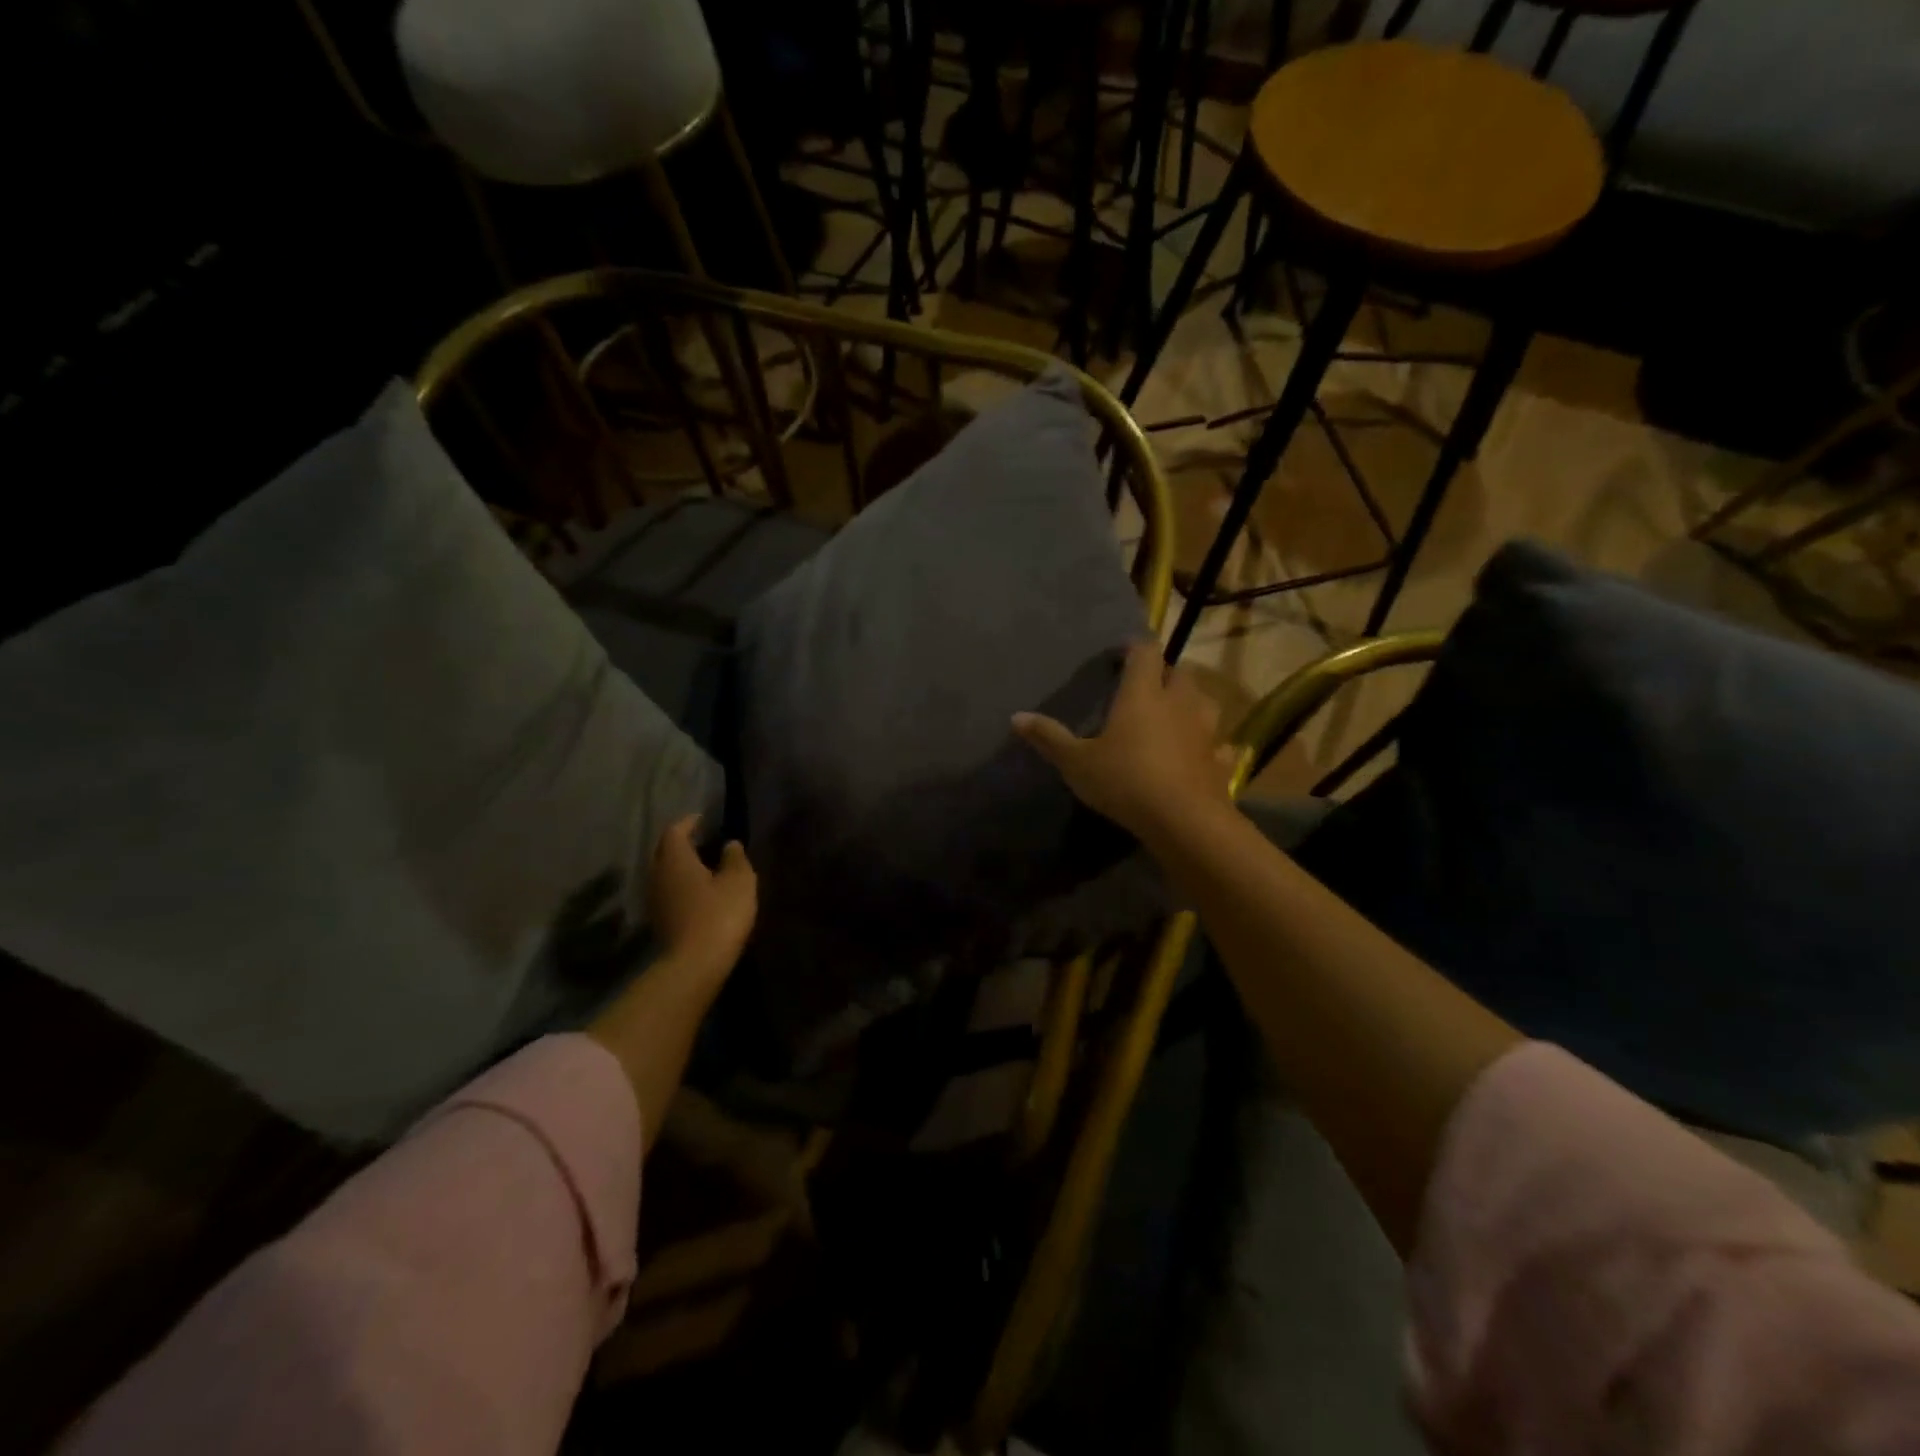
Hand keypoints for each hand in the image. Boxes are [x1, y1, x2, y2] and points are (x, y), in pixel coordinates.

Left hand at [647, 815, 756, 983]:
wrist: (696, 964)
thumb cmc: (719, 914)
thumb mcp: (739, 881)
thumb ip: (735, 858)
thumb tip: (729, 844)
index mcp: (675, 859)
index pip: (675, 831)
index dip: (689, 822)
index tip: (703, 819)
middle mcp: (658, 874)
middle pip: (664, 851)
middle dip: (681, 842)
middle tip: (703, 840)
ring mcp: (654, 899)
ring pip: (664, 872)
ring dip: (680, 866)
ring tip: (703, 865)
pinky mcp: (658, 920)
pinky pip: (668, 891)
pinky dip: (680, 884)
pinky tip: (698, 891)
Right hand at [1013, 641, 1235, 843]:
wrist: (1183, 820)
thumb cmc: (1125, 781)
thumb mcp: (1076, 762)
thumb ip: (1049, 738)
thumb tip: (1016, 716)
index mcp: (1142, 694)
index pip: (1144, 652)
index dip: (1134, 648)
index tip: (1121, 655)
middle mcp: (1179, 702)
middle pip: (1178, 672)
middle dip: (1164, 674)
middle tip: (1146, 687)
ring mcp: (1206, 730)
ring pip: (1205, 702)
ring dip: (1191, 703)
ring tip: (1175, 715)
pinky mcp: (1221, 760)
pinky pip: (1220, 745)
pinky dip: (1212, 746)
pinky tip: (1202, 755)